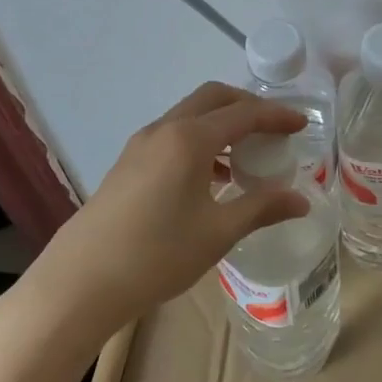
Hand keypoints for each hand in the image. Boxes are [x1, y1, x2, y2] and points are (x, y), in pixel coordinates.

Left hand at [25, 82, 309, 337]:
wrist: (80, 283)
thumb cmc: (156, 255)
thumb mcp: (218, 232)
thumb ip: (262, 208)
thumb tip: (301, 200)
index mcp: (189, 139)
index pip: (243, 113)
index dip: (276, 115)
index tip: (302, 124)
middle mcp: (164, 130)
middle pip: (213, 98)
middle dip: (247, 106)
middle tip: (274, 128)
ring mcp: (141, 145)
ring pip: (190, 115)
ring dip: (222, 122)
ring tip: (247, 153)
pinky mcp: (128, 163)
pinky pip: (173, 135)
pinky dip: (200, 140)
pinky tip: (212, 177)